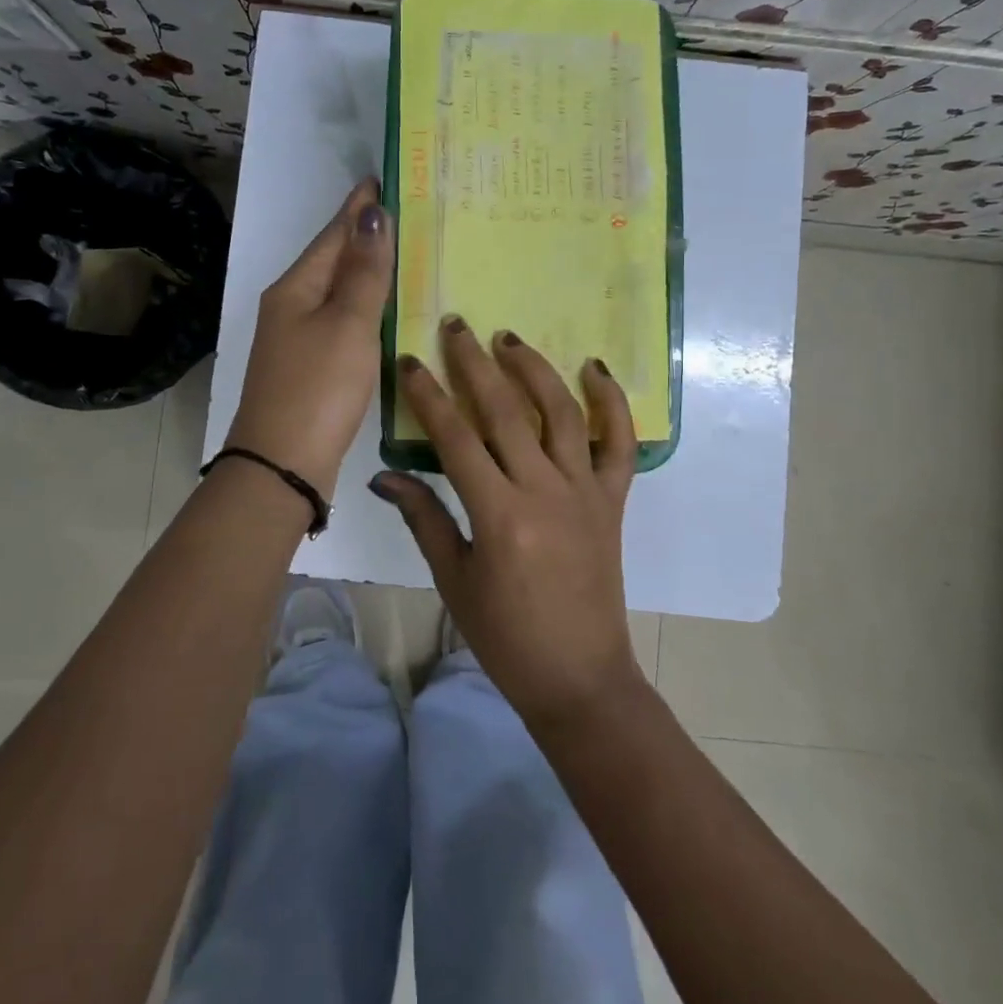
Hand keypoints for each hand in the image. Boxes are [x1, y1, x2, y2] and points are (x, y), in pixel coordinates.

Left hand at [224, 179, 391, 500]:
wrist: (282, 465)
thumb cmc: (318, 388)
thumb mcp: (348, 324)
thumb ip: (365, 272)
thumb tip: (373, 213)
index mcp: (295, 287)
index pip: (333, 234)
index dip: (358, 207)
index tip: (382, 179)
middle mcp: (291, 306)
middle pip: (332, 260)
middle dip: (364, 236)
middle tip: (405, 213)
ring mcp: (298, 338)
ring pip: (337, 292)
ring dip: (366, 271)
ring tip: (403, 253)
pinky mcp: (311, 367)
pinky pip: (342, 321)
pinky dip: (365, 308)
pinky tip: (387, 311)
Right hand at [371, 318, 644, 726]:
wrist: (579, 677)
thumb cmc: (506, 637)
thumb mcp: (453, 579)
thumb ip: (423, 518)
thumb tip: (383, 476)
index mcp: (499, 515)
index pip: (456, 438)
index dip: (430, 396)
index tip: (410, 362)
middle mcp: (544, 491)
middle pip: (506, 411)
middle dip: (475, 363)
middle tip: (456, 326)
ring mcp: (585, 492)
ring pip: (561, 413)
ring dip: (534, 369)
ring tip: (508, 338)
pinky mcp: (613, 500)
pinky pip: (619, 443)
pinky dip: (612, 403)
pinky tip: (594, 368)